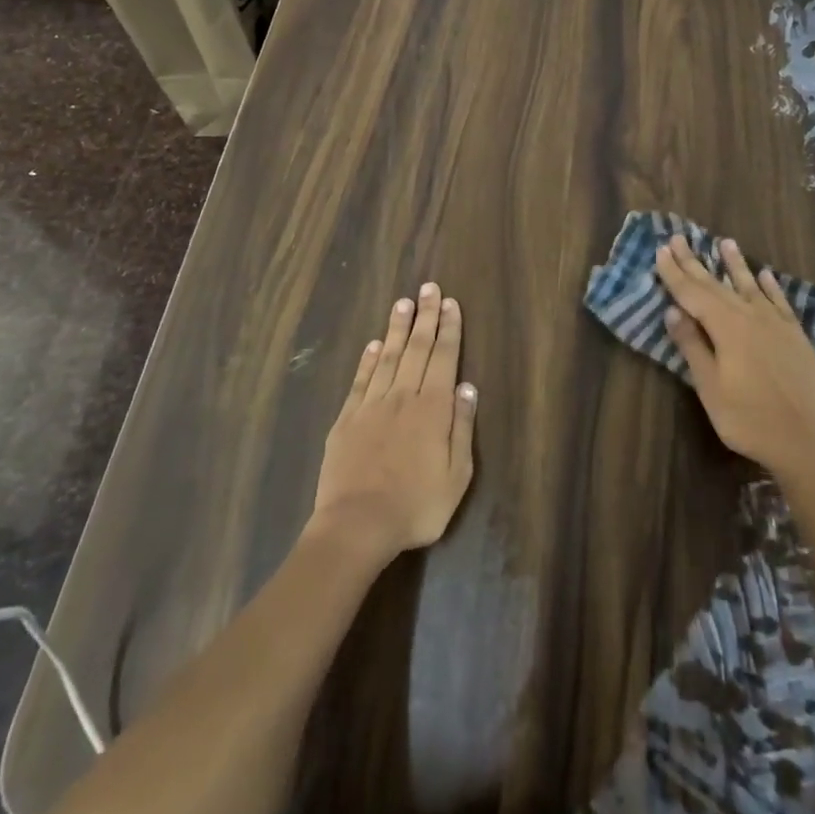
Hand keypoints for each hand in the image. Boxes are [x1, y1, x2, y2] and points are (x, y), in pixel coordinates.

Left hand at [308, 283, 476, 563]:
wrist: (356, 525)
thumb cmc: (416, 506)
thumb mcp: (456, 475)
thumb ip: (462, 427)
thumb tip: (467, 387)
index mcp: (433, 409)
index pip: (444, 358)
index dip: (449, 329)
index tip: (451, 303)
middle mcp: (403, 396)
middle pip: (417, 348)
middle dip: (425, 316)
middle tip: (429, 288)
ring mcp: (371, 405)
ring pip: (389, 356)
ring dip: (398, 328)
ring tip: (403, 302)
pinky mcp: (346, 418)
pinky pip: (361, 380)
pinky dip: (369, 359)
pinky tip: (375, 343)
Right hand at [655, 236, 814, 479]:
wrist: (806, 441)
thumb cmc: (748, 418)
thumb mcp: (709, 387)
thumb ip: (692, 346)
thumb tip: (673, 312)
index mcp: (726, 327)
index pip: (693, 293)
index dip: (675, 272)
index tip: (661, 249)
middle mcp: (751, 316)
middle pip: (717, 284)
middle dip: (696, 262)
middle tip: (679, 238)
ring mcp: (777, 324)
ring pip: (751, 286)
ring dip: (735, 264)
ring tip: (725, 243)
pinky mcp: (796, 336)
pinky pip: (780, 302)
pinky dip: (770, 287)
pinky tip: (765, 275)